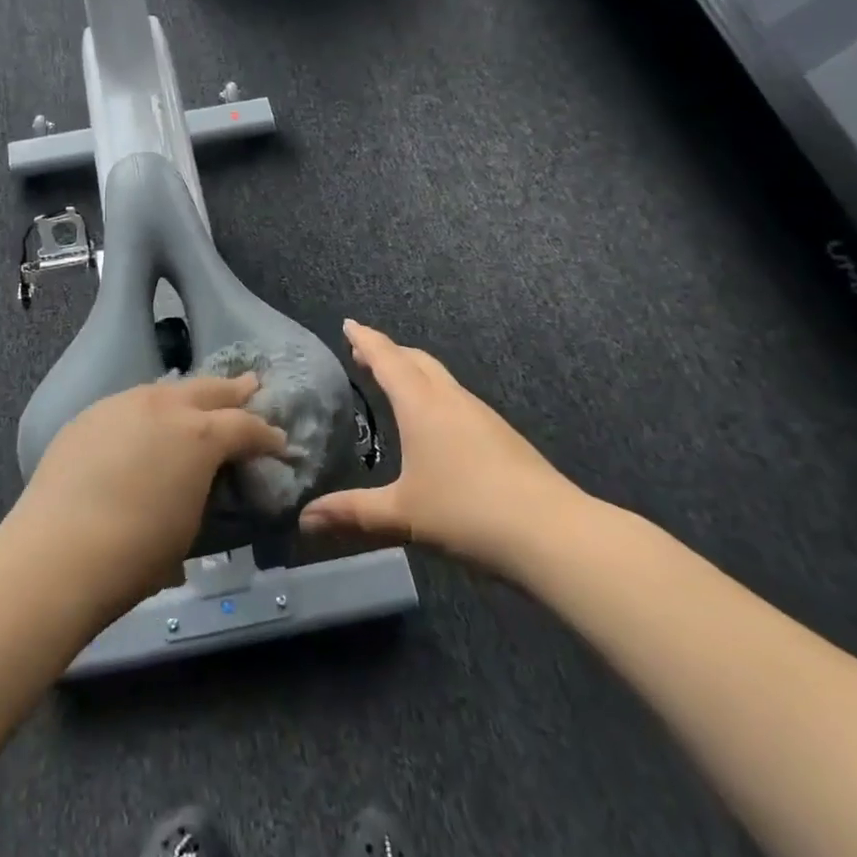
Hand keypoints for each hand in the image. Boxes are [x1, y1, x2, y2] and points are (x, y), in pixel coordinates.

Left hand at [4, 374, 286, 620]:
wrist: (57, 553)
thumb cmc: (136, 553)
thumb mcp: (191, 524)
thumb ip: (205, 487)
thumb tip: (204, 476)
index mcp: (200, 435)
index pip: (246, 427)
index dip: (267, 436)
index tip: (279, 443)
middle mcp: (165, 406)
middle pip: (209, 389)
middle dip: (235, 390)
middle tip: (253, 386)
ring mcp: (123, 404)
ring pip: (167, 389)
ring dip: (189, 395)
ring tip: (200, 399)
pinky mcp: (91, 414)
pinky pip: (131, 403)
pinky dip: (150, 409)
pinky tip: (147, 423)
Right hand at [300, 321, 584, 571]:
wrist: (552, 532)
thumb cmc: (467, 512)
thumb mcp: (402, 515)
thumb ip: (352, 514)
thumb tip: (304, 519)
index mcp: (421, 405)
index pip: (387, 359)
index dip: (366, 340)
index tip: (349, 324)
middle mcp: (450, 399)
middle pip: (417, 360)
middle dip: (389, 352)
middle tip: (364, 354)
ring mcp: (481, 415)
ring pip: (440, 378)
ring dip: (414, 372)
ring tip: (396, 383)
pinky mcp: (502, 435)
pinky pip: (457, 399)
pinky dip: (434, 394)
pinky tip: (436, 423)